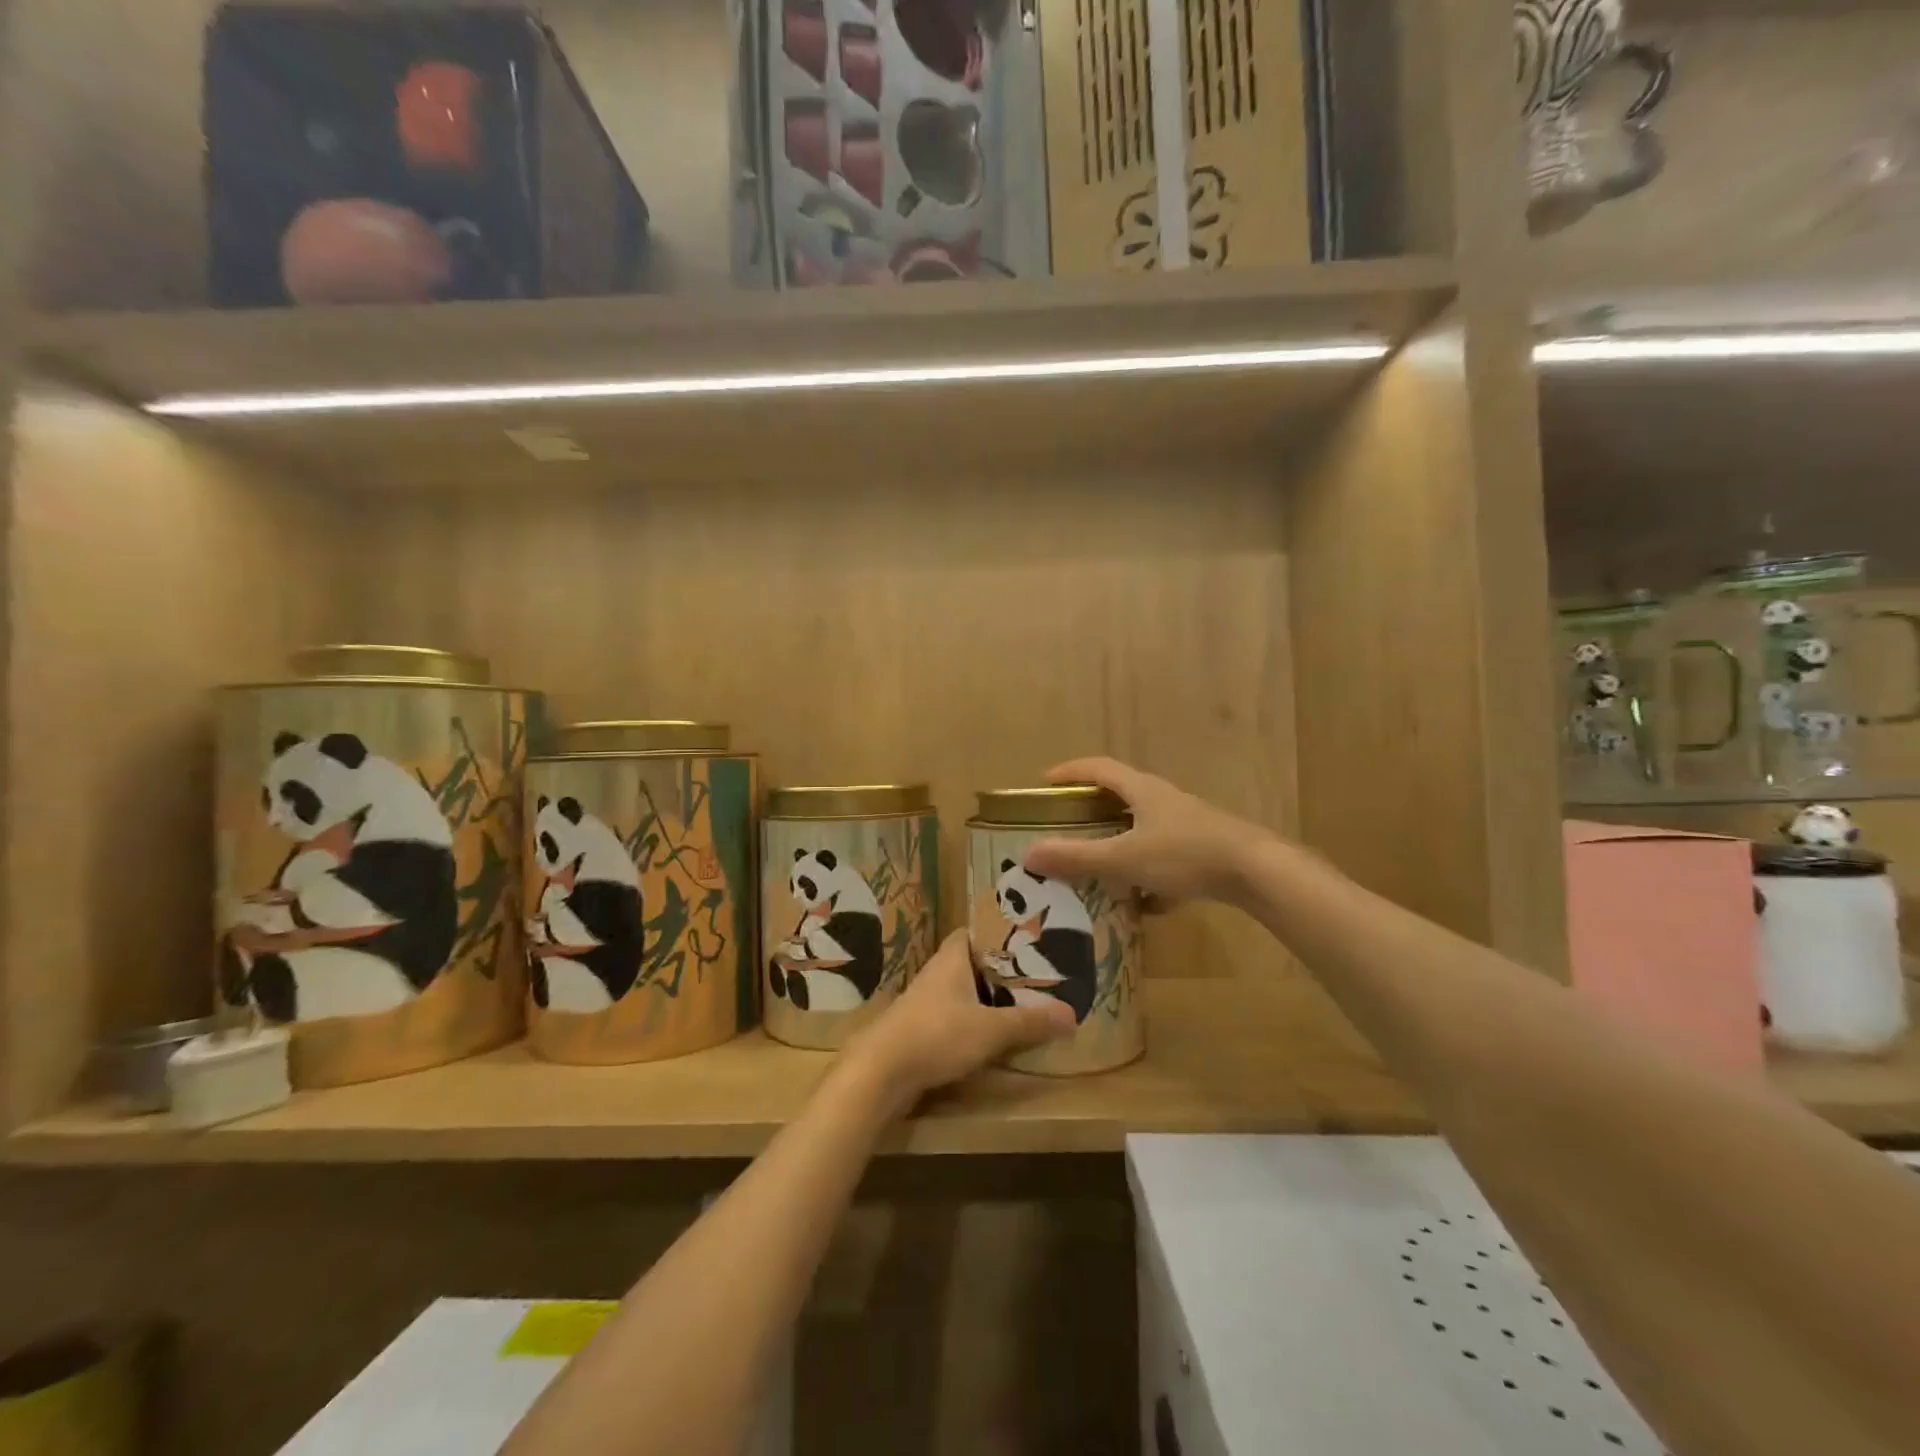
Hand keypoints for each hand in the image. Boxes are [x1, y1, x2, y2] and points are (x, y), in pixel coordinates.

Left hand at [845, 930, 1075, 1108]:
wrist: (880, 1072)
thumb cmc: (937, 1035)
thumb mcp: (991, 1029)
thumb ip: (1030, 1022)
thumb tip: (1072, 1015)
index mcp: (952, 958)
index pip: (975, 931)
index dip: (999, 933)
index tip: (1028, 941)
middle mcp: (937, 972)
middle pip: (972, 962)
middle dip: (1000, 969)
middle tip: (1035, 976)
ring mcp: (925, 1001)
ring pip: (963, 990)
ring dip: (987, 996)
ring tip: (1021, 1003)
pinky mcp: (920, 1028)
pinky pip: (954, 1015)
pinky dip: (973, 1019)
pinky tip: (992, 1034)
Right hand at [1024, 757, 1271, 907]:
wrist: (1257, 871)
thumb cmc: (1185, 854)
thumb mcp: (1124, 858)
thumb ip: (1077, 857)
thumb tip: (1029, 853)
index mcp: (1142, 790)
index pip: (1099, 768)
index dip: (1071, 771)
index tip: (1045, 781)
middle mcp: (1165, 800)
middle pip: (1122, 796)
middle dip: (1094, 810)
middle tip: (1069, 827)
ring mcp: (1188, 824)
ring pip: (1145, 829)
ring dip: (1122, 845)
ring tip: (1102, 869)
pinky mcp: (1206, 849)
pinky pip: (1167, 857)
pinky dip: (1151, 876)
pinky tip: (1148, 905)